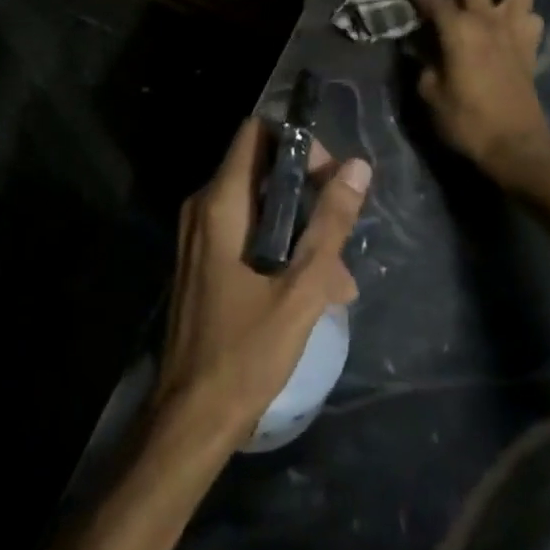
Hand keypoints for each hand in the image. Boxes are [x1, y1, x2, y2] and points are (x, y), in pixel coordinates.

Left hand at [154, 118, 370, 448]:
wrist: (192, 416)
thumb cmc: (246, 351)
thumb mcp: (301, 289)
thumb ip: (330, 224)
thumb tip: (357, 167)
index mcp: (220, 204)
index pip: (256, 134)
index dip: (297, 143)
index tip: (329, 176)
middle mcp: (203, 208)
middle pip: (260, 168)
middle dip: (307, 192)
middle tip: (341, 229)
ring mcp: (199, 235)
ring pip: (259, 206)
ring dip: (301, 229)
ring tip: (338, 277)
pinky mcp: (204, 260)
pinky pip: (247, 232)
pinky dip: (281, 247)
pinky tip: (315, 290)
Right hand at [397, 0, 549, 187]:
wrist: (516, 146)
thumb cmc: (466, 122)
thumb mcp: (429, 93)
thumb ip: (422, 62)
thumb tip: (419, 45)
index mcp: (458, 29)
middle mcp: (487, 20)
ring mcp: (514, 30)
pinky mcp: (531, 47)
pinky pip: (531, 16)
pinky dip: (520, 14)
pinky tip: (506, 25)